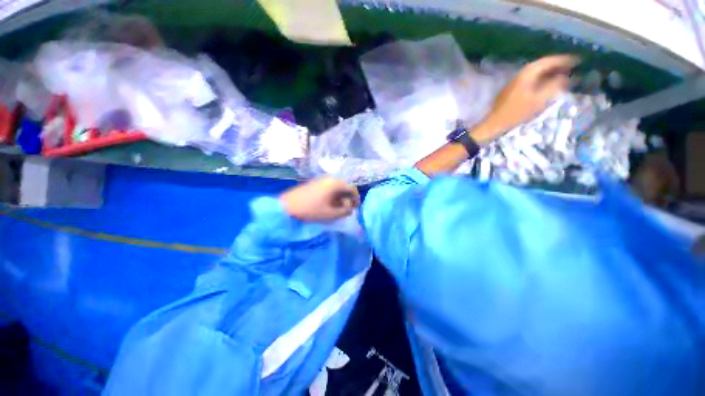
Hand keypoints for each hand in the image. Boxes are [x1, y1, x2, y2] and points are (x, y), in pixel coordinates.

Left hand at [280, 177, 359, 221]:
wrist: (286, 206)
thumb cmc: (310, 210)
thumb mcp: (330, 214)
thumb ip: (344, 212)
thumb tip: (350, 209)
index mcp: (335, 184)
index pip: (352, 189)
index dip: (356, 199)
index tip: (357, 208)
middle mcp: (329, 179)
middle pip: (345, 188)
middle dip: (348, 199)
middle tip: (347, 210)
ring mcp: (321, 180)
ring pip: (337, 188)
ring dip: (340, 198)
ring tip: (339, 210)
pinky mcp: (315, 184)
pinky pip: (329, 188)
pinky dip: (333, 197)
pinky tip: (330, 205)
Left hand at [471, 55, 579, 143]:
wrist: (493, 124)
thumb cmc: (516, 113)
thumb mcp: (538, 100)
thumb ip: (553, 86)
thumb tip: (565, 77)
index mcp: (527, 73)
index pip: (549, 60)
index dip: (564, 59)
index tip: (579, 60)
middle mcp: (521, 74)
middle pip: (543, 65)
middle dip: (559, 65)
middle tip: (574, 67)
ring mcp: (515, 82)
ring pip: (537, 73)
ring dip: (551, 73)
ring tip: (565, 75)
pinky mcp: (513, 90)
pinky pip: (531, 80)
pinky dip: (542, 80)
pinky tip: (549, 85)